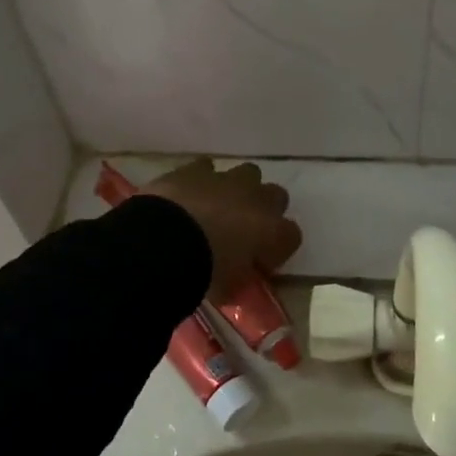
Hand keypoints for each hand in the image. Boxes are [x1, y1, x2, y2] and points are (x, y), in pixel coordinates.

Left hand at [143, 159, 302, 300]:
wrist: (163, 242)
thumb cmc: (203, 272)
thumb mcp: (229, 287)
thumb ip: (240, 277)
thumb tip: (237, 275)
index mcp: (272, 231)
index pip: (292, 236)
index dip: (277, 248)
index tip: (261, 262)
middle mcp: (256, 199)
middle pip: (276, 196)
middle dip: (264, 210)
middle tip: (244, 229)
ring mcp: (226, 179)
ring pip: (246, 174)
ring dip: (238, 189)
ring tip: (218, 207)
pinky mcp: (195, 169)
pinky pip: (206, 168)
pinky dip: (201, 180)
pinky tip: (190, 194)